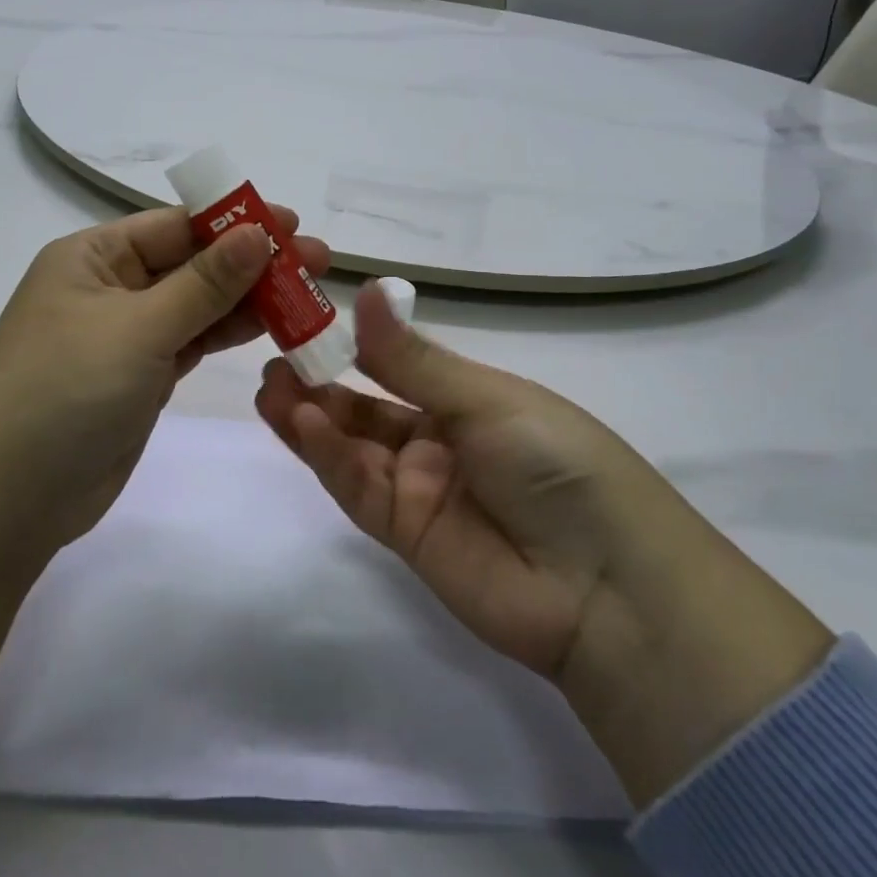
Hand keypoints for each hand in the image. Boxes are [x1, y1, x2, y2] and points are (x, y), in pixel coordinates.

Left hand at [0, 206, 329, 565]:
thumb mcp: (138, 328)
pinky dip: (230, 333)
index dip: (236, 222)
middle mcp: (111, 287)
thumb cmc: (64, 391)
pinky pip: (193, 341)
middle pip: (193, 263)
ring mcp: (127, 335)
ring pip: (198, 304)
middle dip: (253, 261)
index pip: (176, 226)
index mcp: (95, 257)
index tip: (293, 224)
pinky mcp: (142, 376)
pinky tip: (273, 326)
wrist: (5, 498)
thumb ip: (203, 283)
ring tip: (309, 293)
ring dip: (249, 299)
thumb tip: (256, 232)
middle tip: (317, 261)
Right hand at [256, 282, 833, 805]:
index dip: (351, 345)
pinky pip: (358, 488)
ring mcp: (419, 489)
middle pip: (365, 408)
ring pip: (352, 447)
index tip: (305, 320)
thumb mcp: (485, 399)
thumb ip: (412, 358)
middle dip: (319, 384)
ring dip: (310, 419)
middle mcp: (438, 440)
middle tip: (274, 358)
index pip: (396, 365)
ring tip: (268, 387)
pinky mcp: (404, 534)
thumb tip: (364, 288)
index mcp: (467, 399)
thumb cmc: (556, 463)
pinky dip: (327, 456)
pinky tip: (299, 425)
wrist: (608, 587)